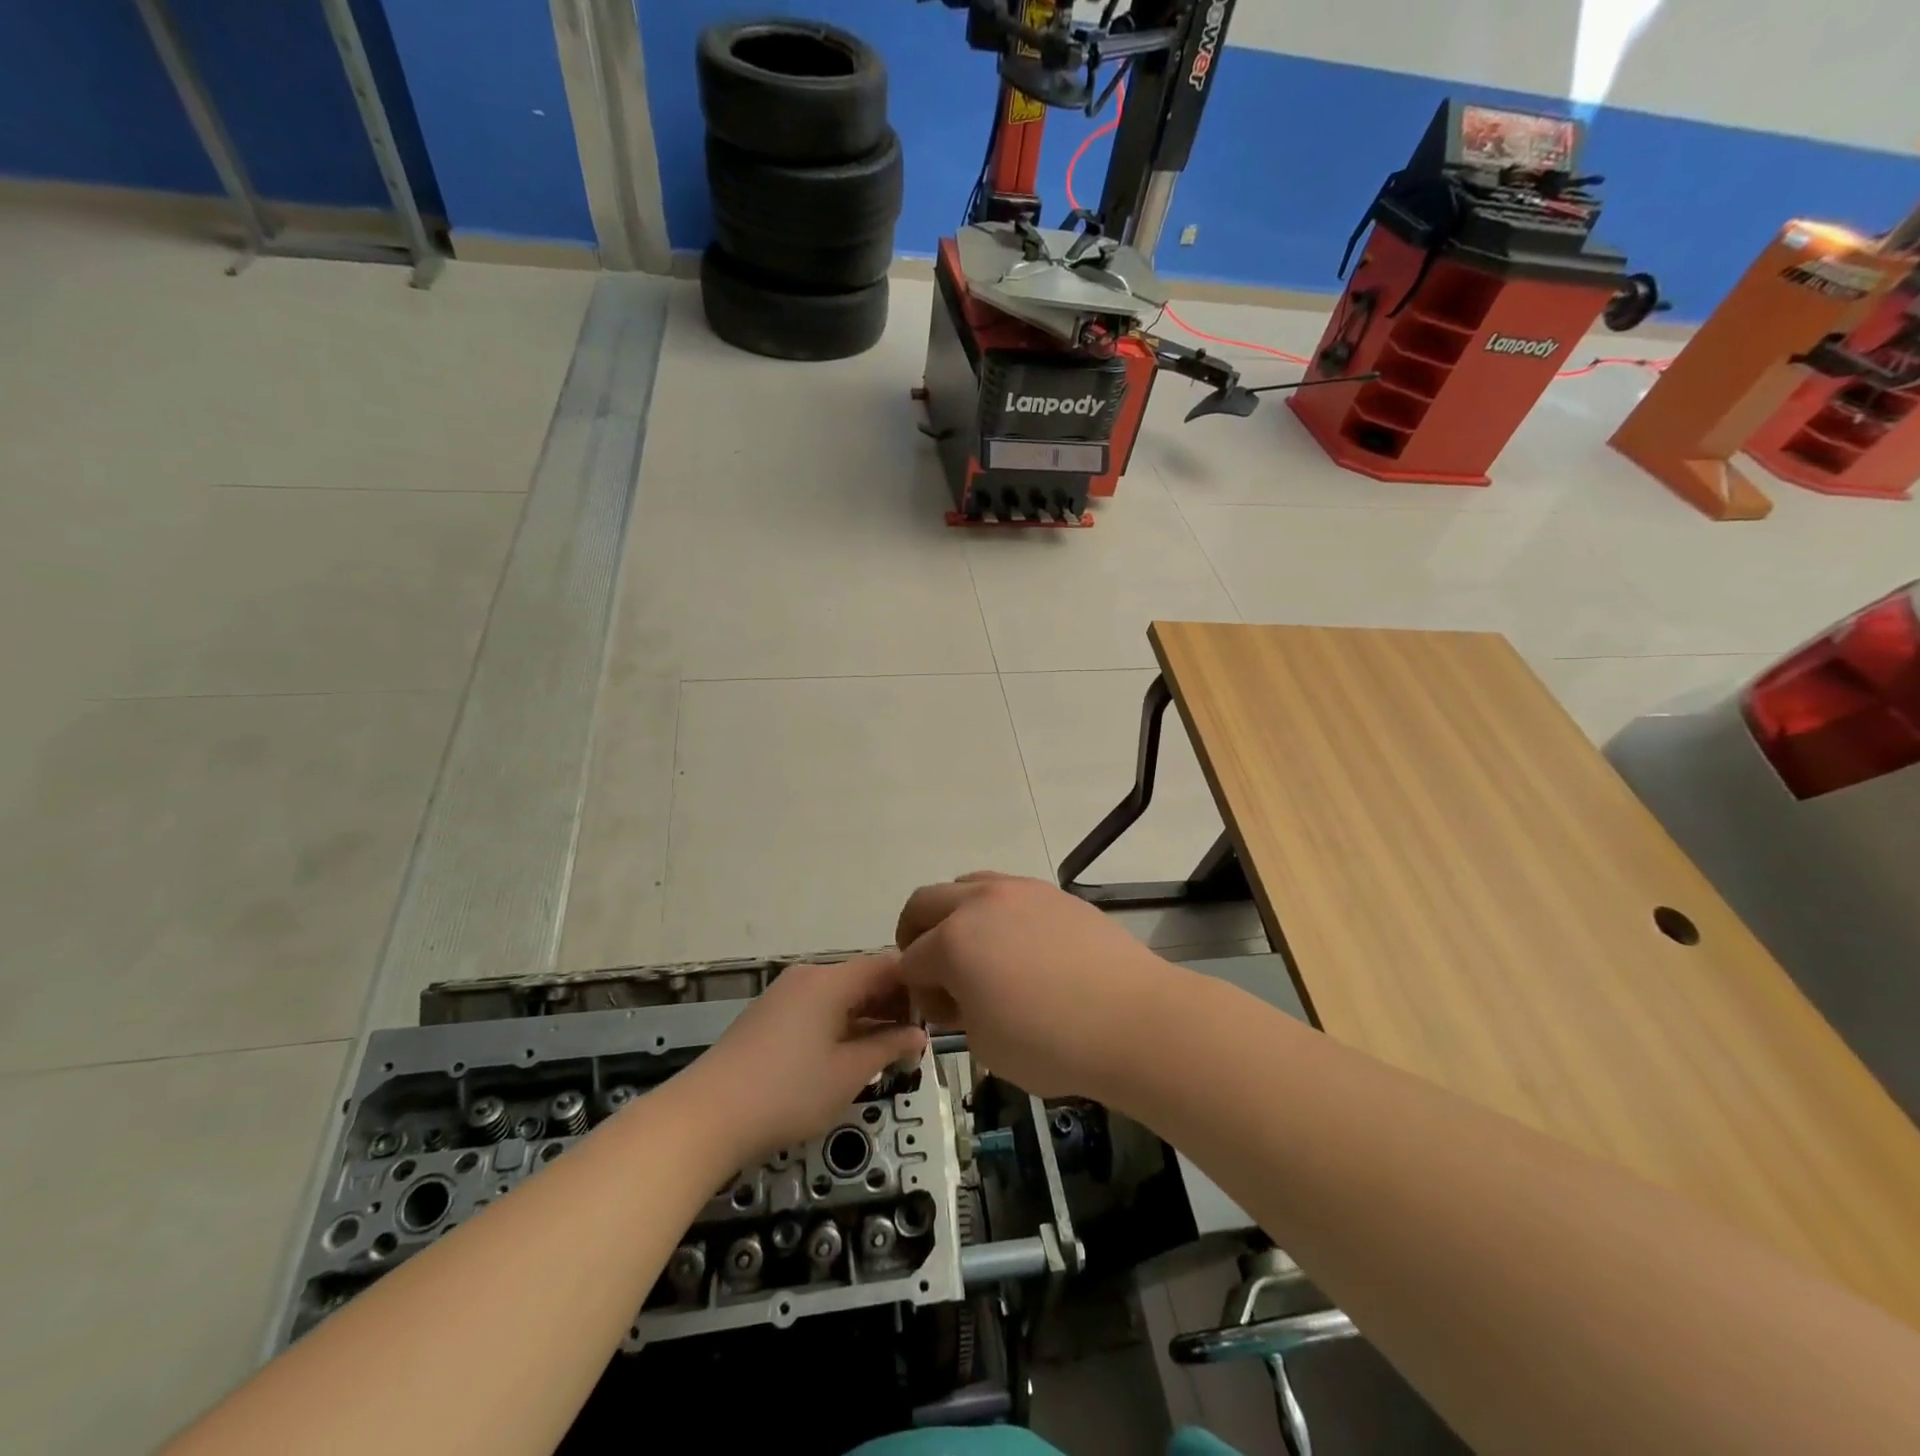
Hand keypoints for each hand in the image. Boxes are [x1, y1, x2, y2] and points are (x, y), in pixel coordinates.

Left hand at [680, 955, 926, 1163]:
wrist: (706, 1117)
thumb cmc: (787, 1092)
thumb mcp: (848, 1073)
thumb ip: (888, 1047)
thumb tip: (919, 1034)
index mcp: (831, 980)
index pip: (886, 964)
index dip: (915, 985)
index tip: (934, 1017)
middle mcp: (809, 976)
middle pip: (863, 977)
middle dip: (893, 1003)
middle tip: (915, 1040)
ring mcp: (786, 994)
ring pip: (841, 994)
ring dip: (868, 1016)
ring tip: (888, 1051)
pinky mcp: (770, 1015)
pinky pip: (819, 1007)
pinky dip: (841, 1023)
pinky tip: (850, 1054)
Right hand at [895, 872, 1183, 1099]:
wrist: (1135, 1020)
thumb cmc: (1052, 1043)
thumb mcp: (985, 1045)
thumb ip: (957, 1011)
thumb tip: (957, 993)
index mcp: (954, 941)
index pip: (910, 959)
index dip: (915, 989)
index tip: (938, 1013)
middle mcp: (980, 903)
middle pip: (925, 902)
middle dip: (917, 935)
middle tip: (935, 970)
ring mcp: (1020, 891)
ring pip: (967, 885)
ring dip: (956, 914)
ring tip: (979, 952)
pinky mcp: (1054, 893)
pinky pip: (1007, 892)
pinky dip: (995, 913)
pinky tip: (1021, 948)